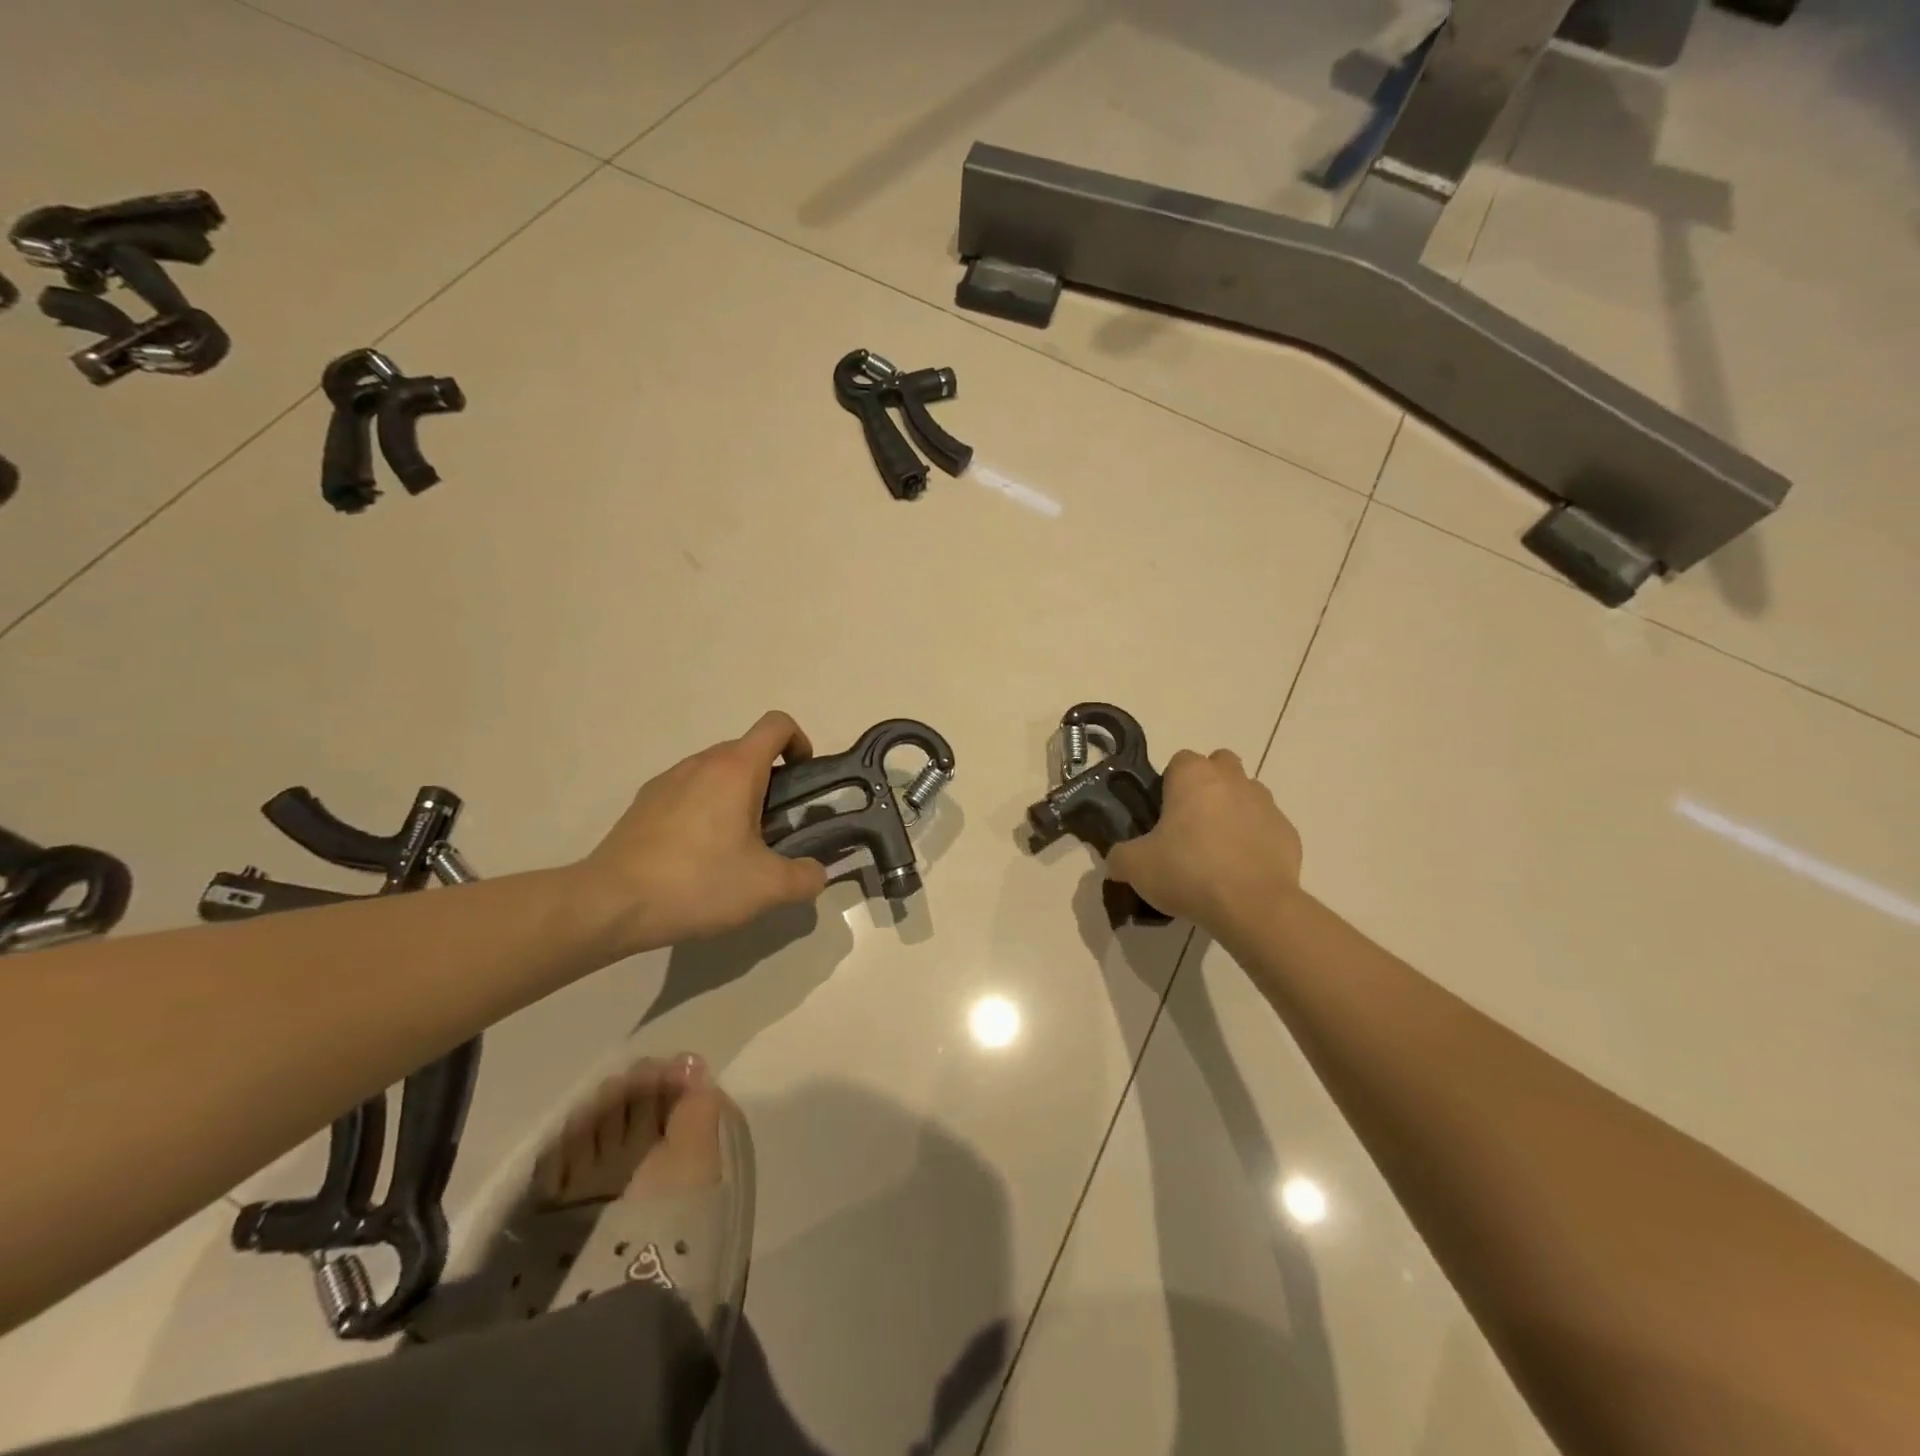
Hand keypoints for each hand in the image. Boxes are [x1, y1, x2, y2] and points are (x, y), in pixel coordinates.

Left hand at [576, 711, 828, 954]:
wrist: (610, 903)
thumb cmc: (698, 883)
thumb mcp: (768, 888)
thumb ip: (806, 877)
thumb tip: (816, 872)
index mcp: (735, 769)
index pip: (777, 725)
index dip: (800, 743)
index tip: (803, 780)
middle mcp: (701, 762)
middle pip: (747, 750)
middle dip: (771, 780)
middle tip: (777, 827)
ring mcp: (667, 780)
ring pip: (716, 773)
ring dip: (736, 796)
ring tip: (737, 847)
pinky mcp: (644, 803)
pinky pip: (688, 792)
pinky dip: (704, 811)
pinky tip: (698, 857)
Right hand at [1106, 749, 1303, 935]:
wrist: (1253, 907)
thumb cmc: (1188, 872)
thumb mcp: (1135, 867)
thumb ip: (1120, 856)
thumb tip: (1117, 860)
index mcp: (1194, 776)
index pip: (1180, 760)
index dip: (1170, 784)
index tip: (1163, 814)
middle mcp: (1233, 780)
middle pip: (1220, 765)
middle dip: (1207, 786)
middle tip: (1190, 824)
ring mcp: (1266, 804)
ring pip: (1247, 794)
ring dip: (1233, 811)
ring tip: (1217, 851)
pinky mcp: (1289, 833)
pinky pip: (1266, 828)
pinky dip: (1255, 841)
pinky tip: (1242, 871)